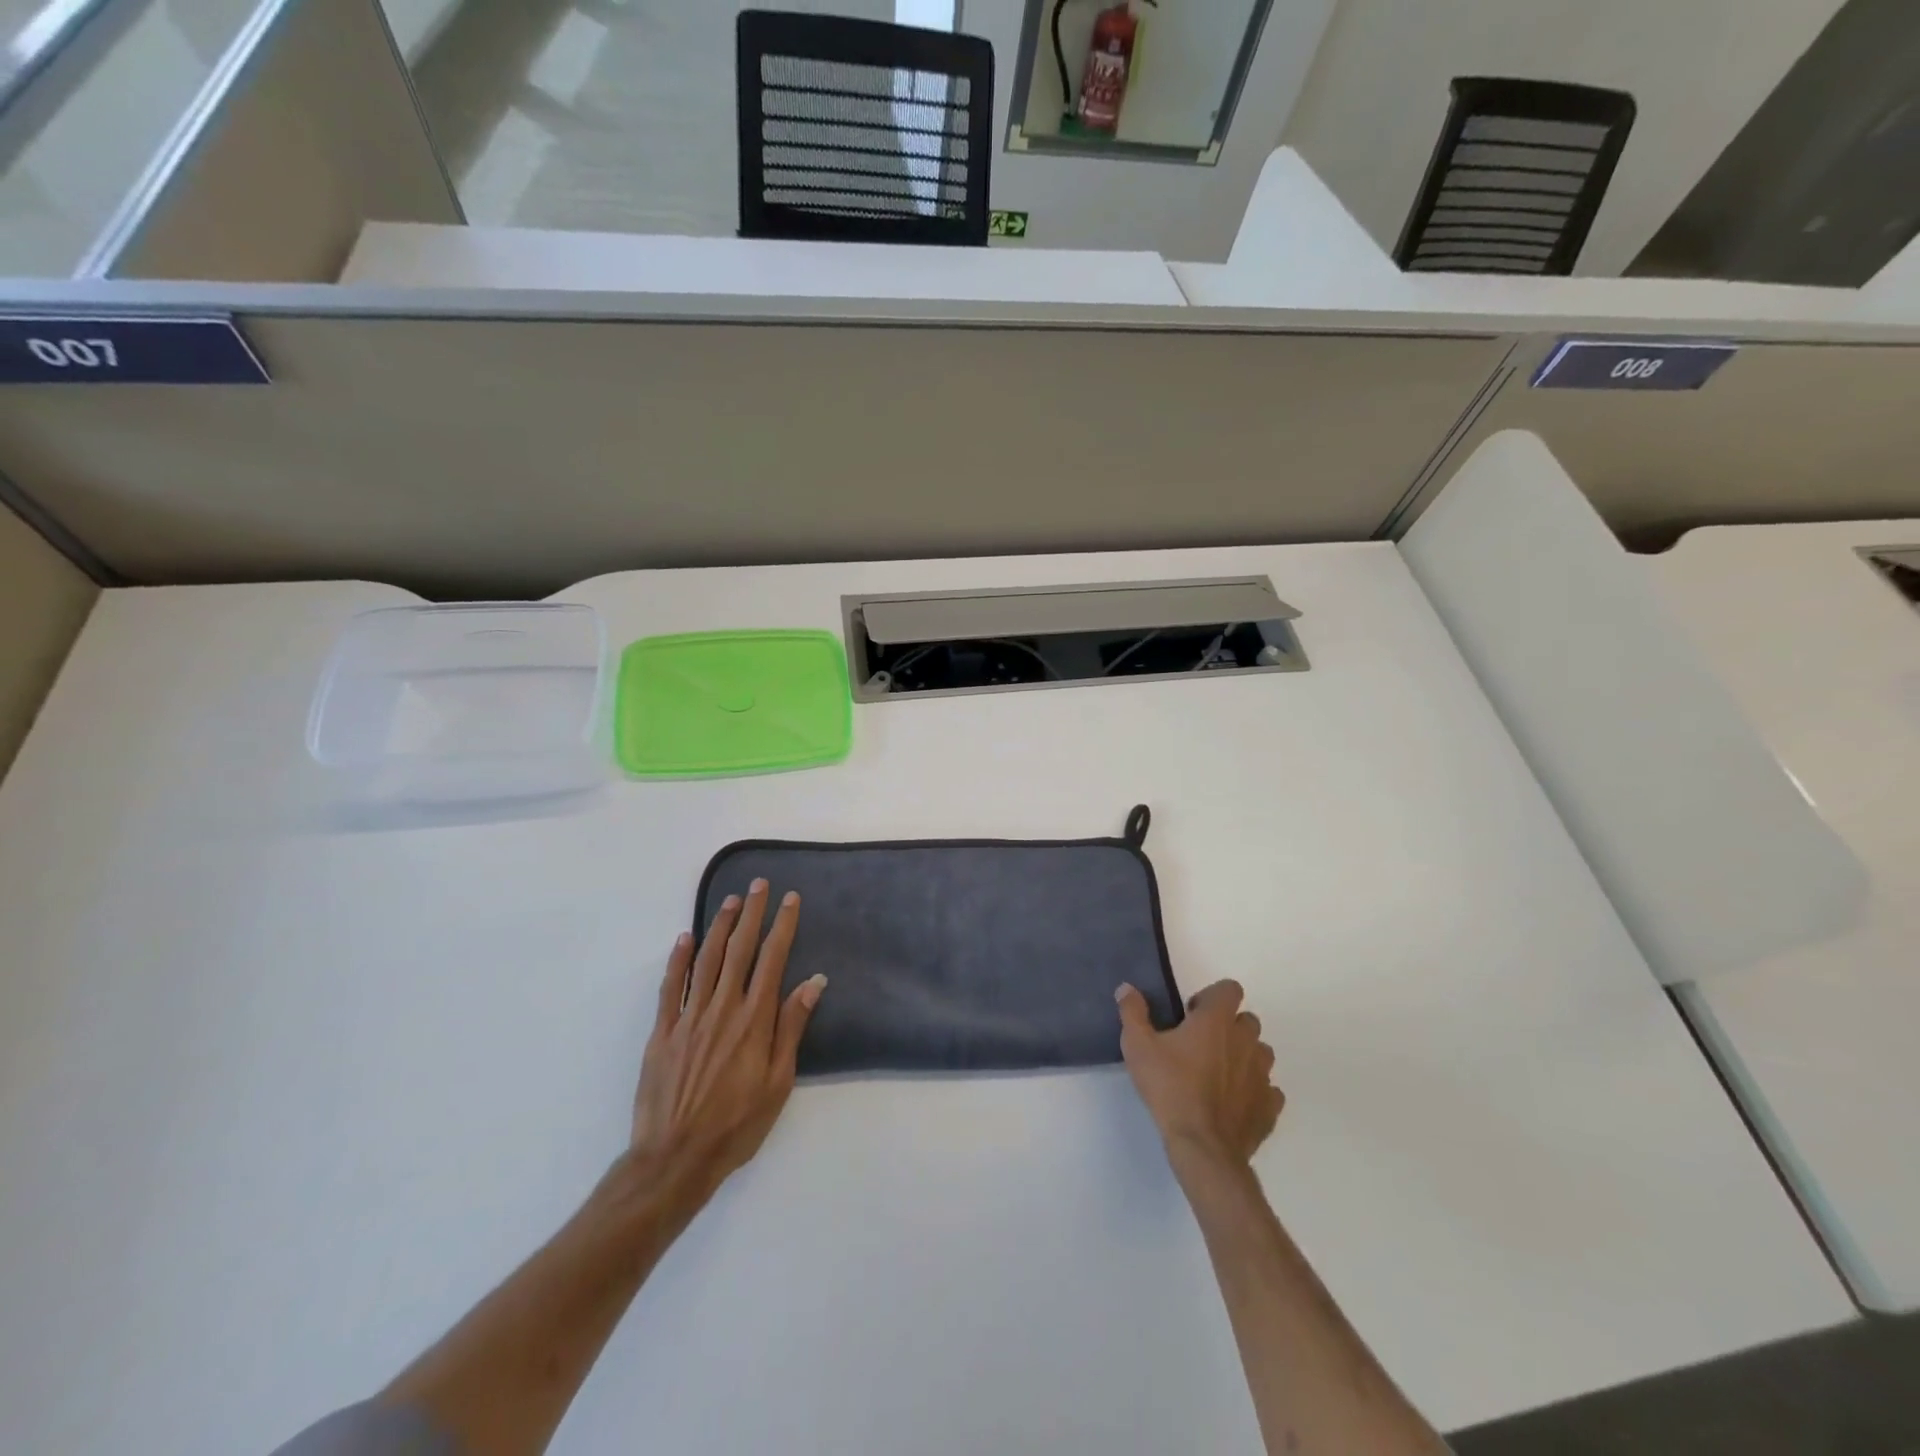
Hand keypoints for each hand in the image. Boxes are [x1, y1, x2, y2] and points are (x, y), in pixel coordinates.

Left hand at [629, 880, 826, 1204]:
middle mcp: (723, 1008)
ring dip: (720, 927)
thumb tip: (814, 980)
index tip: (790, 899)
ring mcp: (689, 1017)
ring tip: (731, 901)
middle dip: (752, 914)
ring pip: (706, 960)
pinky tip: (685, 938)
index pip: (772, 959)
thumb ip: (792, 1026)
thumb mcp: (779, 1081)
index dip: (782, 925)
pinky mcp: (663, 1032)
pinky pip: (671, 987)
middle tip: (759, 884)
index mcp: (755, 1019)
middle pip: (740, 950)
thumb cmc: (737, 1124)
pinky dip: (678, 959)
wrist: (676, 1158)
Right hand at [1115, 979, 1282, 1171]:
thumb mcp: (1138, 1046)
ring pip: (1261, 1052)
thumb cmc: (1169, 1088)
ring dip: (1244, 1055)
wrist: (1202, 1146)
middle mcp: (1245, 1041)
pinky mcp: (1269, 1106)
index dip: (1212, 997)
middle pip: (1247, 1020)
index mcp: (1216, 1021)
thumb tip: (1126, 988)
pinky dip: (1254, 1090)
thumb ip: (1132, 1012)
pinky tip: (1233, 1101)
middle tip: (1200, 1044)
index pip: (1230, 989)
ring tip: (1218, 1073)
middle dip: (1228, 1026)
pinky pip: (1269, 1089)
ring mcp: (1262, 1074)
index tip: (1191, 1015)